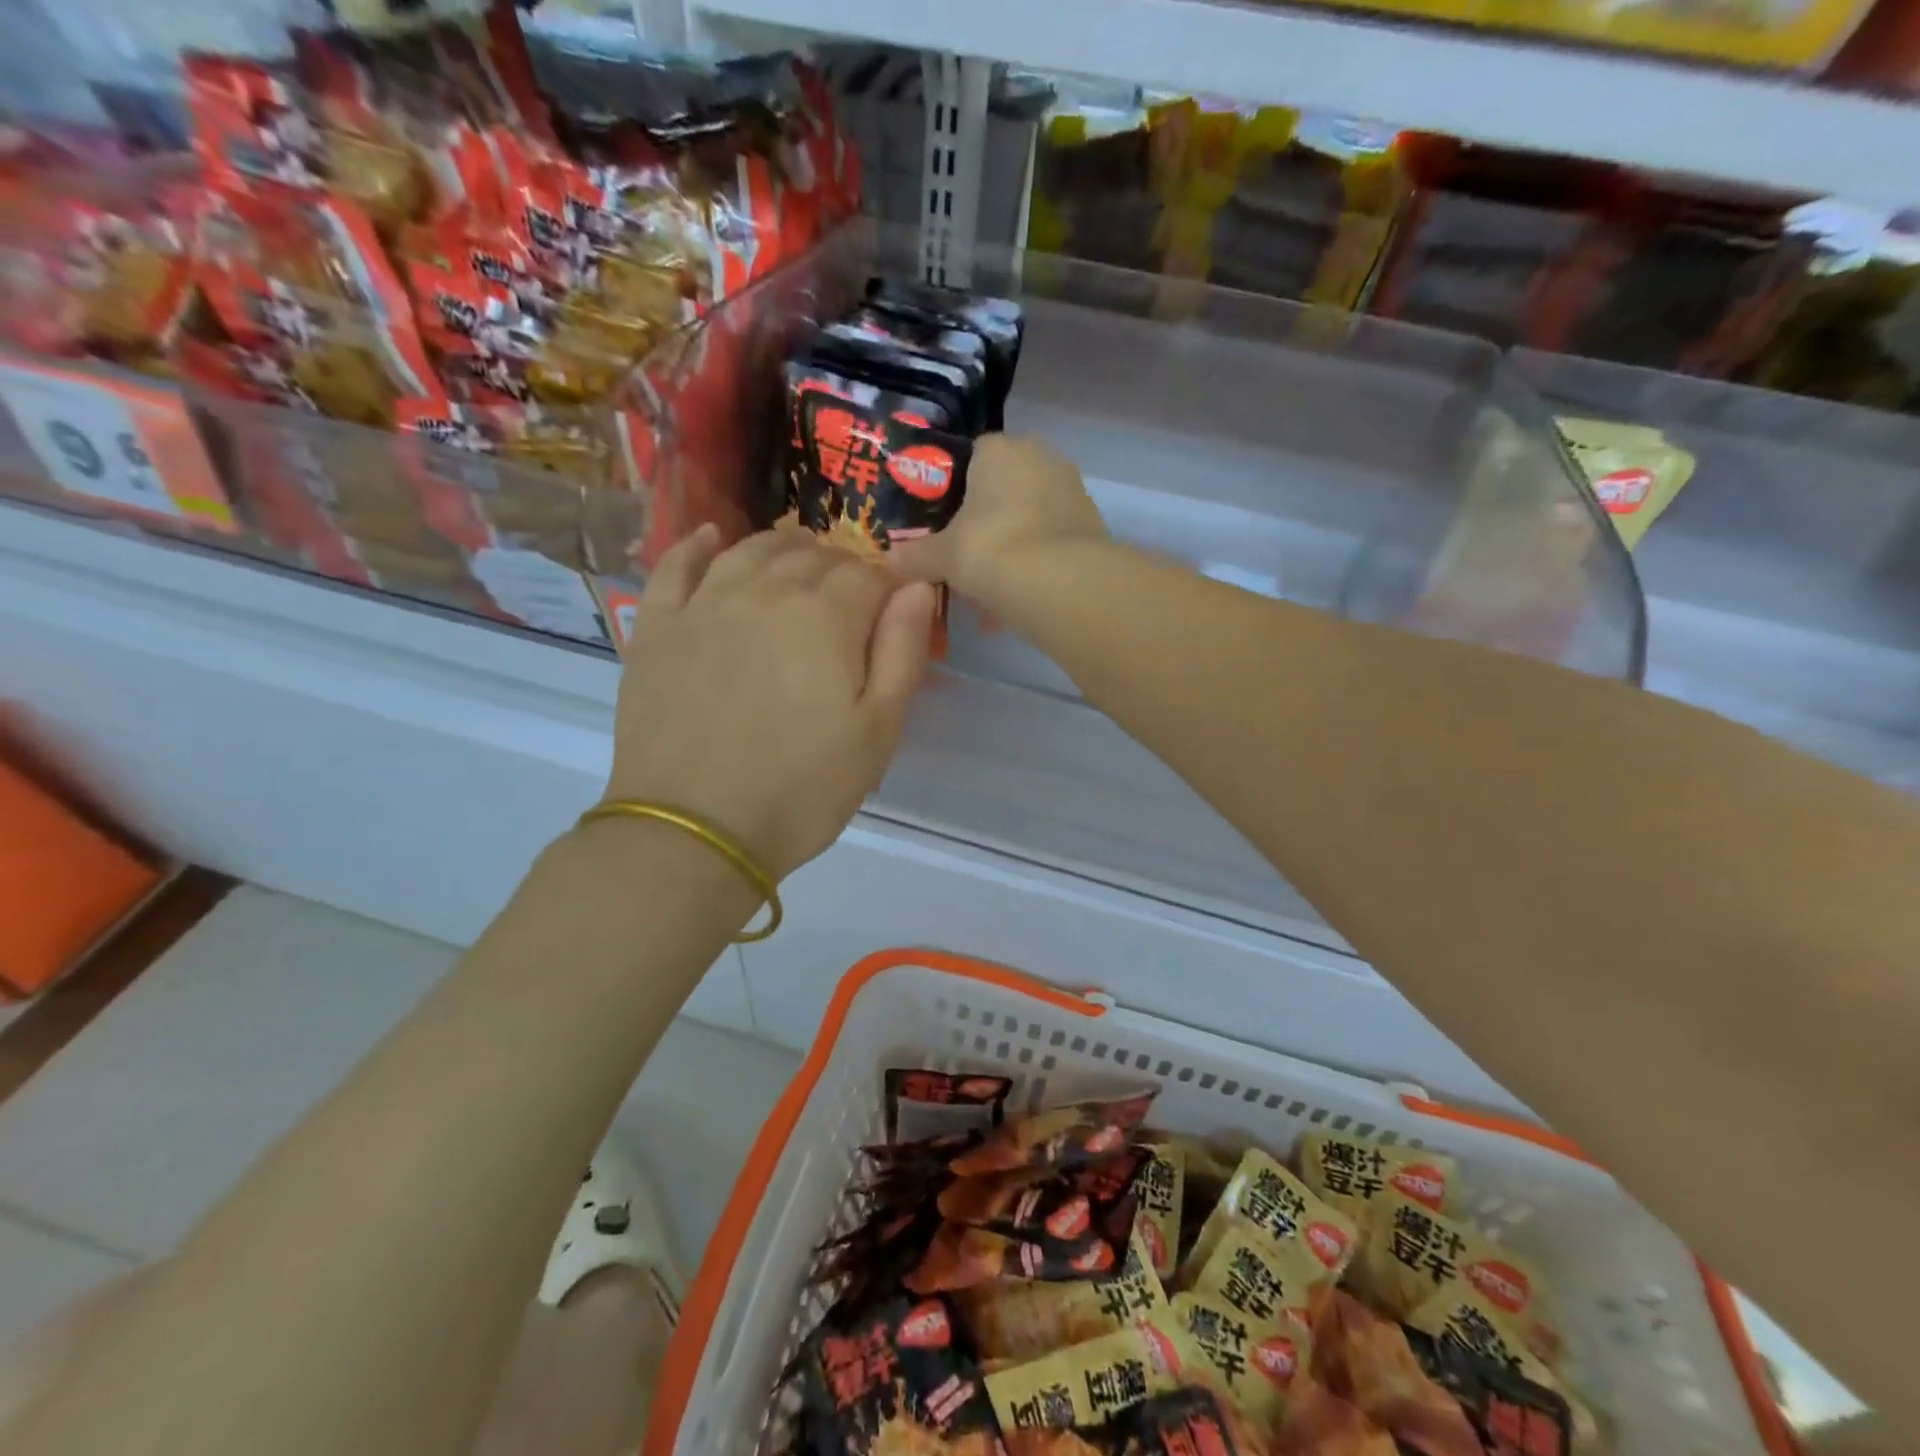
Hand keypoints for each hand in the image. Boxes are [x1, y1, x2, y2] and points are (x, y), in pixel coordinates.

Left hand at [604, 524, 936, 878]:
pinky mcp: (658, 628)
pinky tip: (711, 539)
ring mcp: (704, 605)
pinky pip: (676, 566)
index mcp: (826, 617)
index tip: (893, 613)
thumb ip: (903, 651)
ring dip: (783, 548)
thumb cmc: (803, 789)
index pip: (868, 576)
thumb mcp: (878, 731)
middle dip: (840, 567)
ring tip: (798, 560)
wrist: (695, 831)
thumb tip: (918, 585)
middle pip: (811, 555)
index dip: (887, 589)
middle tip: (850, 600)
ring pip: (750, 550)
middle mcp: (764, 592)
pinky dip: (698, 546)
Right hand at [887, 435, 1107, 603]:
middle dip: (984, 522)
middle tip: (964, 558)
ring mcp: (1072, 489)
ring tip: (989, 589)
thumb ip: (915, 555)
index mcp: (999, 449)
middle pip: (1002, 488)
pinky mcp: (1091, 524)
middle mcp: (1041, 457)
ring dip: (1009, 547)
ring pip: (1028, 517)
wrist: (1061, 584)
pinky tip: (1017, 597)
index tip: (942, 524)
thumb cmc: (990, 550)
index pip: (970, 456)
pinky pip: (1050, 541)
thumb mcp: (941, 556)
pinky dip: (1034, 564)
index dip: (952, 490)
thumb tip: (890, 560)